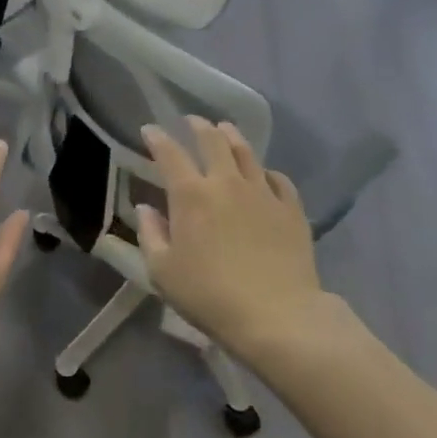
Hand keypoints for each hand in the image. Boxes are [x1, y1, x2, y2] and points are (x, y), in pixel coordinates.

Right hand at [136, 117, 326, 356]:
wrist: (278, 316)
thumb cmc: (210, 296)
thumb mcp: (163, 272)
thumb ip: (150, 235)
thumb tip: (145, 209)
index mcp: (191, 195)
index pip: (169, 153)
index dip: (157, 138)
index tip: (150, 130)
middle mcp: (226, 182)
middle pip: (212, 140)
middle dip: (198, 125)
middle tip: (191, 121)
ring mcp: (262, 192)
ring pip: (246, 152)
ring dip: (232, 136)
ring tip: (226, 130)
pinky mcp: (291, 209)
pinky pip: (279, 179)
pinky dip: (266, 171)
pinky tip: (264, 175)